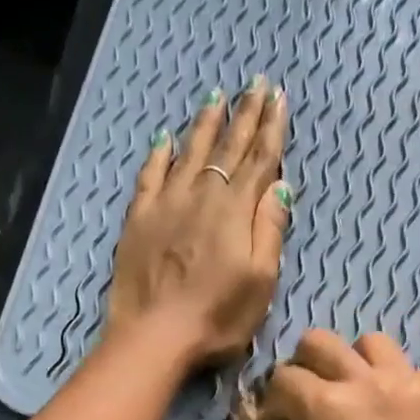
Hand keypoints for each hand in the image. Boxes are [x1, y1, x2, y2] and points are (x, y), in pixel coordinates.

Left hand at [105, 77, 292, 368]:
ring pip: (190, 153)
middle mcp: (203, 196)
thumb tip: (280, 185)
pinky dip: (160, 154)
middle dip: (244, 115)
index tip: (279, 98)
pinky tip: (165, 139)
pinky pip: (151, 175)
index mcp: (236, 212)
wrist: (154, 335)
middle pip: (228, 148)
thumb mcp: (260, 282)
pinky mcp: (139, 219)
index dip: (271, 128)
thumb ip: (270, 230)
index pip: (259, 160)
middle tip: (256, 84)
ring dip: (206, 125)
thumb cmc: (217, 318)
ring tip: (217, 98)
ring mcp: (167, 204)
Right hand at [253, 330, 419, 419]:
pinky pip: (412, 372)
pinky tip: (391, 415)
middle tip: (307, 404)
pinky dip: (396, 384)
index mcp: (324, 405)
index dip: (273, 403)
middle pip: (322, 342)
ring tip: (353, 399)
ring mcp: (410, 388)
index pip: (283, 377)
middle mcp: (367, 382)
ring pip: (373, 344)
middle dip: (304, 367)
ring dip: (353, 364)